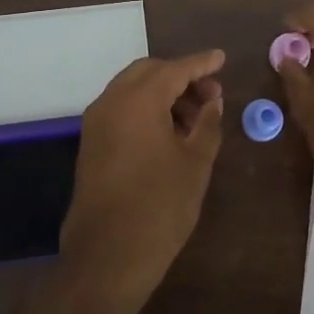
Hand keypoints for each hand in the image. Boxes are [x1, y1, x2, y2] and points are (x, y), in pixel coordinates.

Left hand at [60, 49, 225, 304]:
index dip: (201, 63)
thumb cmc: (160, 206)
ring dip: (163, 93)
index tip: (222, 58)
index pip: (174, 69)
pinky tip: (170, 130)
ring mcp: (96, 123)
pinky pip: (122, 109)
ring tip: (195, 116)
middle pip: (148, 72)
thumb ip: (206, 123)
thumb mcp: (195, 162)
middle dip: (180, 76)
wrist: (108, 255)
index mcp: (137, 101)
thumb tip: (212, 100)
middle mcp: (111, 102)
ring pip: (132, 90)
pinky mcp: (91, 144)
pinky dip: (146, 108)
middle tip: (210, 93)